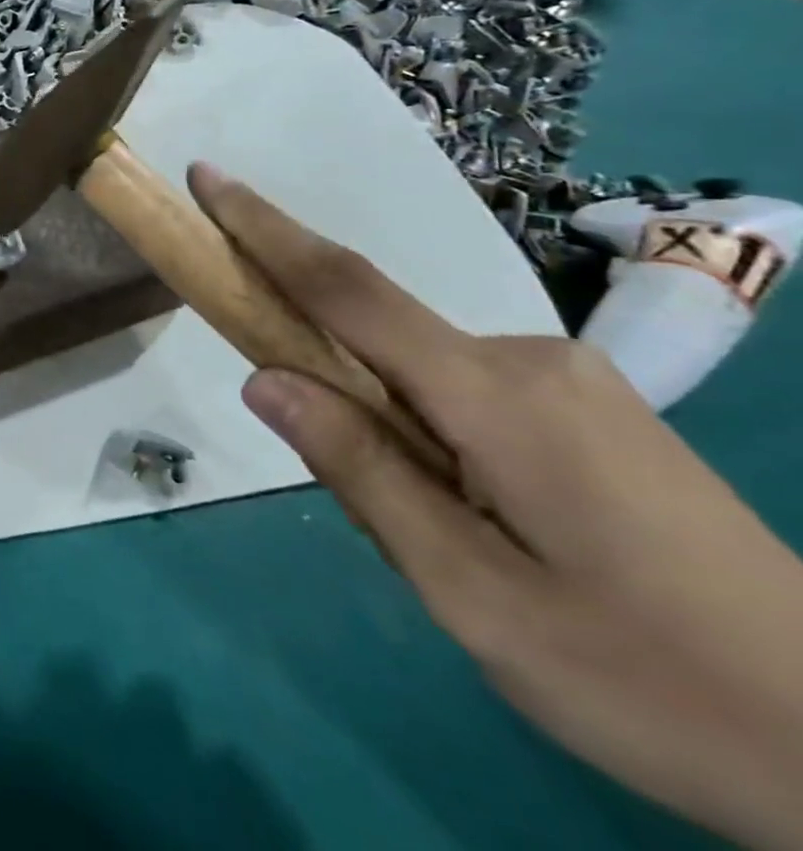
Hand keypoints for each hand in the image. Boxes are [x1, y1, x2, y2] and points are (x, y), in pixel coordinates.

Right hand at [190, 163, 802, 850]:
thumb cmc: (654, 684)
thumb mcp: (475, 597)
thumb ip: (361, 473)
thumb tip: (265, 378)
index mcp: (496, 395)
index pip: (348, 289)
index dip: (266, 229)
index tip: (207, 177)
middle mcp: (528, 358)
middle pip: (375, 330)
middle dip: (317, 363)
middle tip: (351, 485)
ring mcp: (567, 378)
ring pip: (416, 366)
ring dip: (376, 412)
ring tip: (437, 536)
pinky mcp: (585, 406)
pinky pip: (458, 385)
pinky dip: (419, 420)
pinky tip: (474, 515)